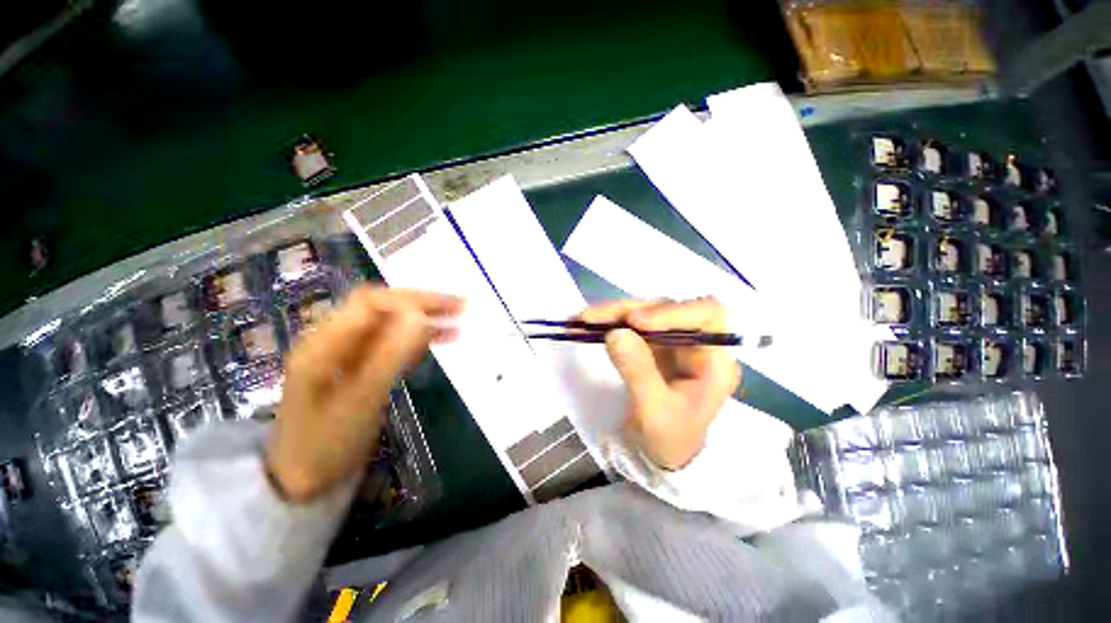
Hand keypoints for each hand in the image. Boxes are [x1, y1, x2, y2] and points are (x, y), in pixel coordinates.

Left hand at [266, 286, 462, 502]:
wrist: (302, 482)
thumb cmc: (327, 442)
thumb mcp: (361, 398)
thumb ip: (391, 354)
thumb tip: (420, 315)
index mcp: (325, 342)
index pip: (372, 303)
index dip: (410, 301)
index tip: (446, 310)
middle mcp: (335, 340)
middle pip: (382, 309)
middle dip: (422, 304)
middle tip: (460, 307)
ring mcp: (346, 355)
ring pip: (389, 326)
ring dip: (423, 320)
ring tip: (458, 321)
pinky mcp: (358, 368)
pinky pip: (390, 345)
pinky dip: (415, 340)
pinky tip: (437, 341)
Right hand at [580, 298, 740, 469]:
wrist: (659, 454)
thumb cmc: (668, 440)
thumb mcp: (654, 413)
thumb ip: (638, 372)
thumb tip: (615, 332)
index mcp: (714, 360)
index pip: (707, 315)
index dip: (671, 311)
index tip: (634, 321)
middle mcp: (696, 342)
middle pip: (667, 308)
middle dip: (627, 310)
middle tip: (590, 317)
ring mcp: (673, 340)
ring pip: (645, 312)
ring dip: (613, 313)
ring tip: (582, 319)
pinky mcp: (653, 343)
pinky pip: (630, 324)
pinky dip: (608, 322)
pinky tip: (585, 323)